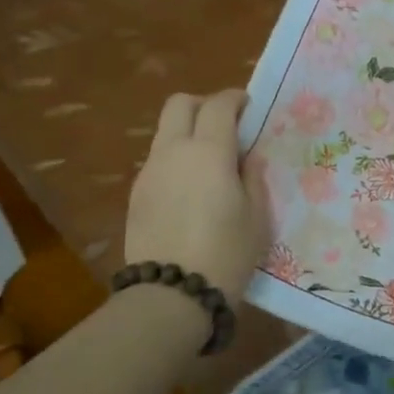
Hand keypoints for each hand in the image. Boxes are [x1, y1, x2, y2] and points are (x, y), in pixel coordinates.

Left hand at [126, 89, 268, 303]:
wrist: (171, 294)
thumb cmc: (227, 253)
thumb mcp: (257, 216)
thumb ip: (252, 177)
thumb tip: (247, 156)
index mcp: (209, 151)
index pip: (219, 105)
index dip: (235, 99)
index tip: (249, 107)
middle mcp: (173, 151)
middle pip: (180, 104)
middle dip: (203, 105)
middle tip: (225, 127)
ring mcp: (149, 171)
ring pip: (165, 133)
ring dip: (187, 134)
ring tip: (209, 165)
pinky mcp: (136, 195)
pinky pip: (158, 162)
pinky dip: (175, 161)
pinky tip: (190, 192)